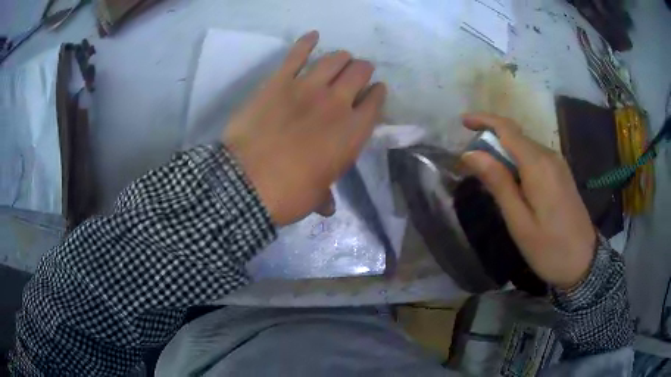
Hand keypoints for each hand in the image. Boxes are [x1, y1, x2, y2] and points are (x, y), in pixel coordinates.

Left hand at [223, 31, 386, 225]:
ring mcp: (307, 88)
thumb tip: (328, 207)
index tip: (375, 91)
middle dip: (363, 70)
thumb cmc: (287, 195)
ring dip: (342, 57)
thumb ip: (325, 196)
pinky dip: (306, 42)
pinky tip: (313, 35)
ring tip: (341, 58)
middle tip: (359, 72)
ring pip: (334, 59)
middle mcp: (337, 104)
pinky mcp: (279, 82)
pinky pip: (296, 54)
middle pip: (359, 73)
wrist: (245, 184)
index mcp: (352, 134)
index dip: (377, 94)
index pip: (375, 103)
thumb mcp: (314, 198)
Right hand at [461, 113, 596, 288]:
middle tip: (470, 161)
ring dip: (504, 151)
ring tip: (487, 173)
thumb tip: (471, 154)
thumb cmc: (549, 248)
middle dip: (491, 139)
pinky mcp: (561, 174)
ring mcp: (558, 164)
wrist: (584, 262)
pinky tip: (511, 180)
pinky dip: (517, 160)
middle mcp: (550, 156)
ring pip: (525, 146)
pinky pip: (535, 157)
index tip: (462, 122)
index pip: (508, 129)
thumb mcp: (519, 222)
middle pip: (516, 136)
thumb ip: (498, 183)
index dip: (484, 120)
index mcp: (538, 166)